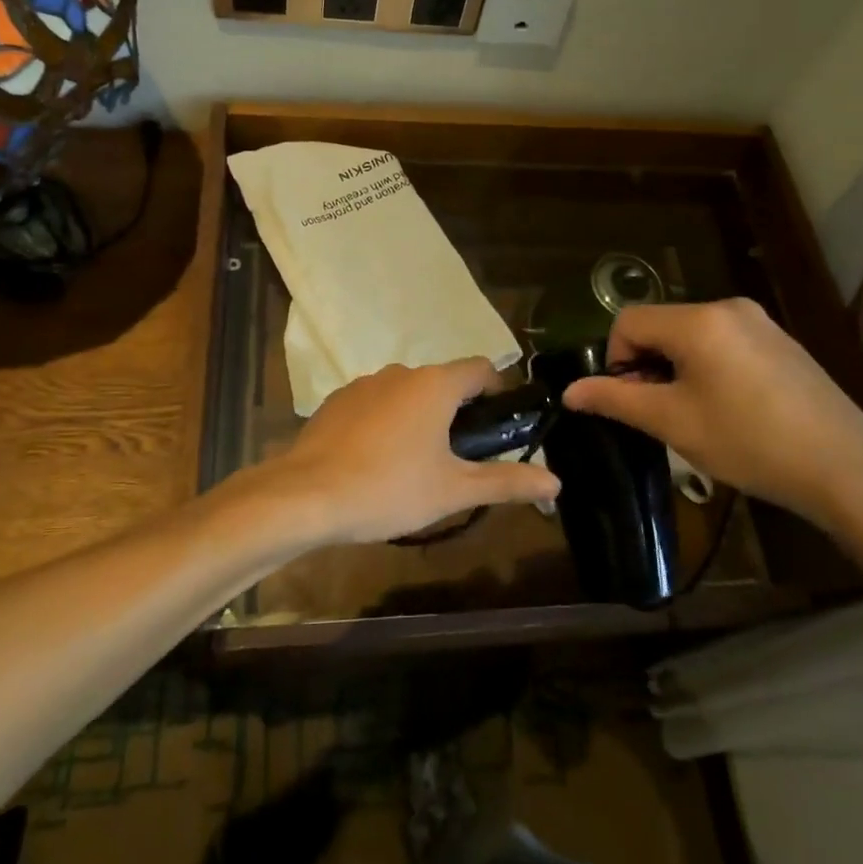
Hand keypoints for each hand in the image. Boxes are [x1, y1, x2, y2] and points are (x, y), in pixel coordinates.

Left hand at [239, 360, 560, 546]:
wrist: (305, 495)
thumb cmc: (389, 488)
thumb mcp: (454, 490)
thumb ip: (507, 481)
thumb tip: (556, 482)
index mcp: (436, 384)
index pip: (481, 368)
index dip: (497, 391)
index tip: (499, 426)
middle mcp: (401, 372)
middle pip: (444, 382)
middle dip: (458, 412)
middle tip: (461, 457)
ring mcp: (364, 384)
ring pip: (407, 393)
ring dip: (420, 417)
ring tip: (417, 464)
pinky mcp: (336, 401)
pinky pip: (375, 404)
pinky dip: (385, 422)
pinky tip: (376, 461)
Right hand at [562, 299, 862, 534]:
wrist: (846, 469)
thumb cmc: (749, 442)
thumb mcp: (673, 422)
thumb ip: (616, 399)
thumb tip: (570, 391)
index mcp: (698, 320)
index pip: (628, 321)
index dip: (616, 360)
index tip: (631, 403)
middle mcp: (729, 307)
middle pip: (661, 326)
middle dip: (648, 366)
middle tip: (662, 414)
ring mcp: (761, 323)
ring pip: (693, 336)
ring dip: (677, 369)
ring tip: (696, 416)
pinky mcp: (783, 343)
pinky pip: (725, 343)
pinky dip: (710, 368)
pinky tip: (731, 411)